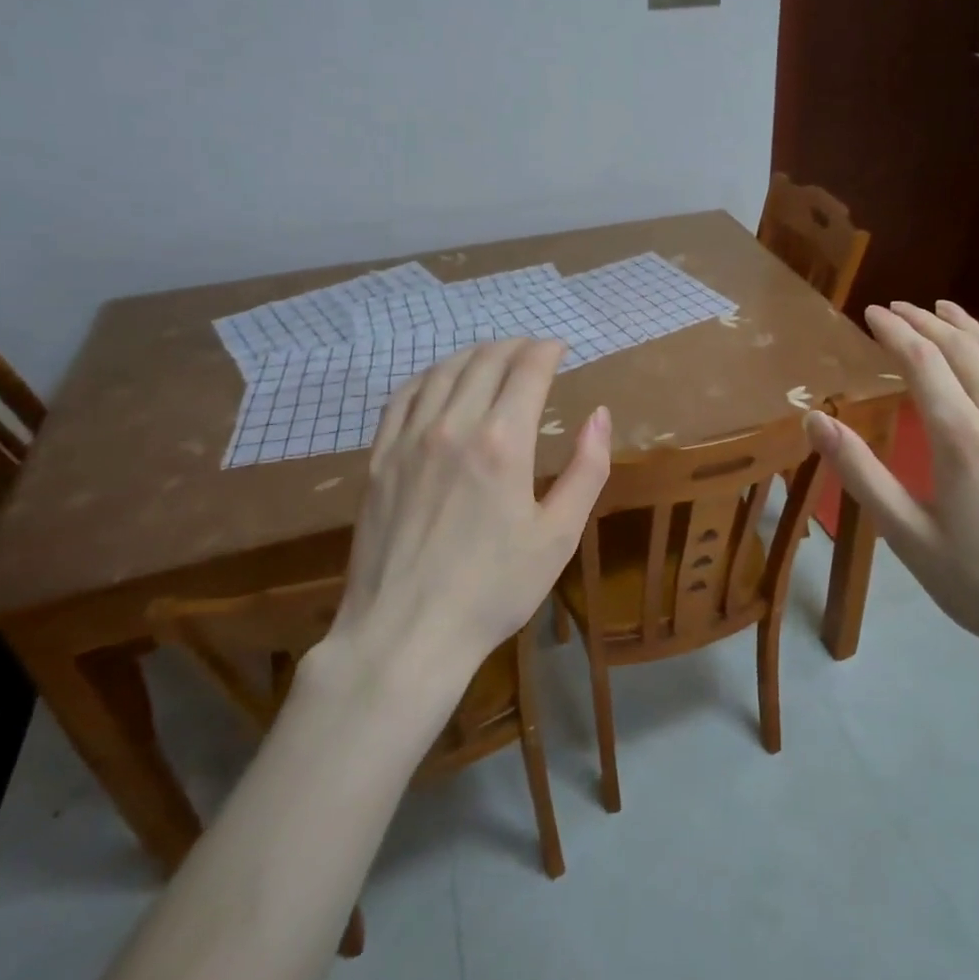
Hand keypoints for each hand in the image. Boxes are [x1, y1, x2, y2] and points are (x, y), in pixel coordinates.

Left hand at [331, 338, 610, 679]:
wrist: (406, 633)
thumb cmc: (494, 589)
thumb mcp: (559, 535)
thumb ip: (586, 469)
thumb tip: (599, 416)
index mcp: (503, 442)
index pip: (527, 370)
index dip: (547, 350)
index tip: (560, 348)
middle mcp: (453, 426)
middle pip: (485, 361)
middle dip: (514, 346)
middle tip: (532, 350)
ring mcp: (409, 440)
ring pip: (442, 372)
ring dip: (474, 354)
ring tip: (492, 356)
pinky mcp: (379, 459)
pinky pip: (403, 397)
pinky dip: (428, 376)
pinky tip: (439, 380)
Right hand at [806, 301, 978, 685]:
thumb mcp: (908, 536)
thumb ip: (861, 473)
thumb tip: (815, 420)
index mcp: (962, 439)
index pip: (923, 362)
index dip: (895, 332)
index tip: (872, 313)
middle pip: (964, 351)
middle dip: (928, 322)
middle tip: (900, 308)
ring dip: (973, 329)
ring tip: (947, 310)